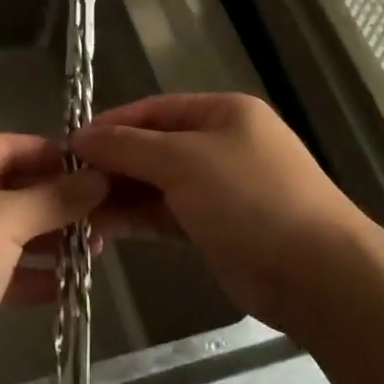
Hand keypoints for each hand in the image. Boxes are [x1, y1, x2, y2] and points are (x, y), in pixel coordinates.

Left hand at [0, 134, 106, 383]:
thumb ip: (54, 198)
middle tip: (103, 212)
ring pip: (6, 232)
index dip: (52, 156)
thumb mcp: (4, 221)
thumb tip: (100, 178)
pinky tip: (68, 283)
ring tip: (96, 247)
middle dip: (55, 203)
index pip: (6, 147)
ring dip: (48, 239)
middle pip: (8, 189)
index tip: (95, 169)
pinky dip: (30, 273)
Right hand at [72, 93, 373, 331]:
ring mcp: (219, 188)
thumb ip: (129, 147)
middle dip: (112, 164)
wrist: (315, 274)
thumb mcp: (184, 161)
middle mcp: (220, 144)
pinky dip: (137, 219)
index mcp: (222, 113)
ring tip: (77, 213)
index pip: (154, 110)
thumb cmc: (250, 199)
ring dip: (119, 195)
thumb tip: (81, 137)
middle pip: (153, 147)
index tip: (69, 146)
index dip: (111, 125)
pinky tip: (102, 230)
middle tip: (67, 186)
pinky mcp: (215, 228)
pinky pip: (166, 214)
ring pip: (156, 184)